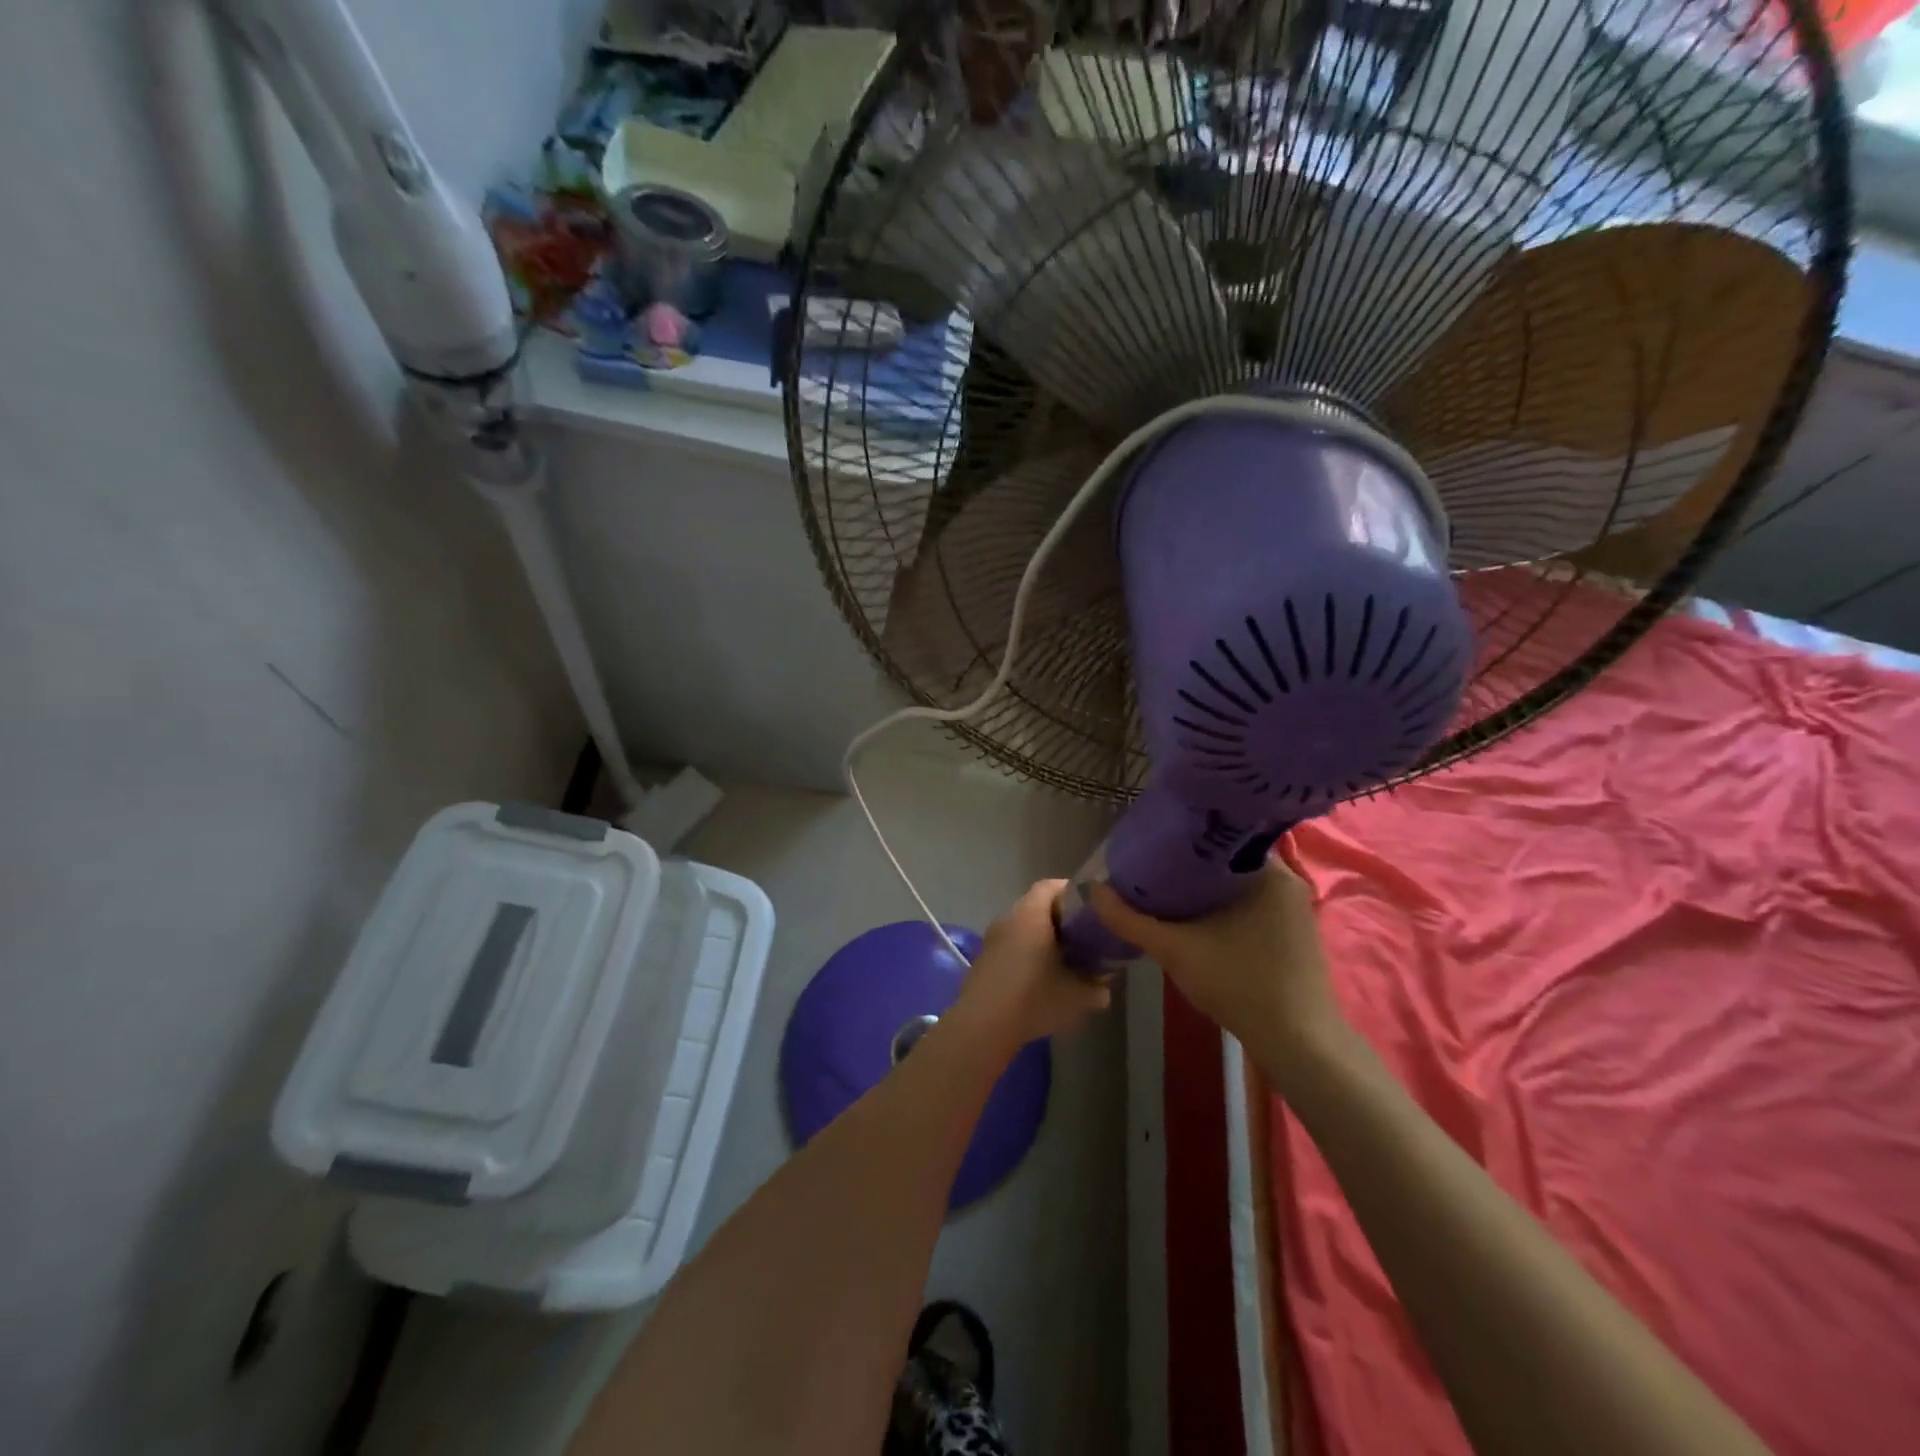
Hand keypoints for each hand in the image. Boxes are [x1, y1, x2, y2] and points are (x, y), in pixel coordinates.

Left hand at [951, 880, 1111, 1048]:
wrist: (983, 1025)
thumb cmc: (1033, 999)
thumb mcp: (1076, 996)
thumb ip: (1096, 988)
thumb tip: (1105, 987)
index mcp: (1030, 915)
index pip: (1049, 886)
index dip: (1070, 891)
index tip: (1090, 906)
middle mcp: (1008, 918)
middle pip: (1036, 904)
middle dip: (1060, 916)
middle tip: (1082, 934)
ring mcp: (992, 938)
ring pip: (1022, 925)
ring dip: (1041, 935)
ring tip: (1064, 956)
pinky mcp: (984, 958)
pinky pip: (1010, 943)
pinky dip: (1026, 950)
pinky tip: (1039, 975)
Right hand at [1089, 855, 1342, 1057]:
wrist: (1298, 1045)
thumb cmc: (1241, 984)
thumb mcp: (1176, 949)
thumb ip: (1131, 920)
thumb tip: (1093, 891)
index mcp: (1270, 872)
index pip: (1221, 836)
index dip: (1183, 838)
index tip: (1151, 843)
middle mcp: (1288, 883)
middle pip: (1227, 862)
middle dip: (1189, 866)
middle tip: (1149, 868)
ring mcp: (1294, 911)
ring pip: (1238, 887)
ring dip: (1205, 890)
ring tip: (1164, 889)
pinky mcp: (1293, 936)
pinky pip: (1250, 907)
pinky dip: (1222, 908)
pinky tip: (1194, 919)